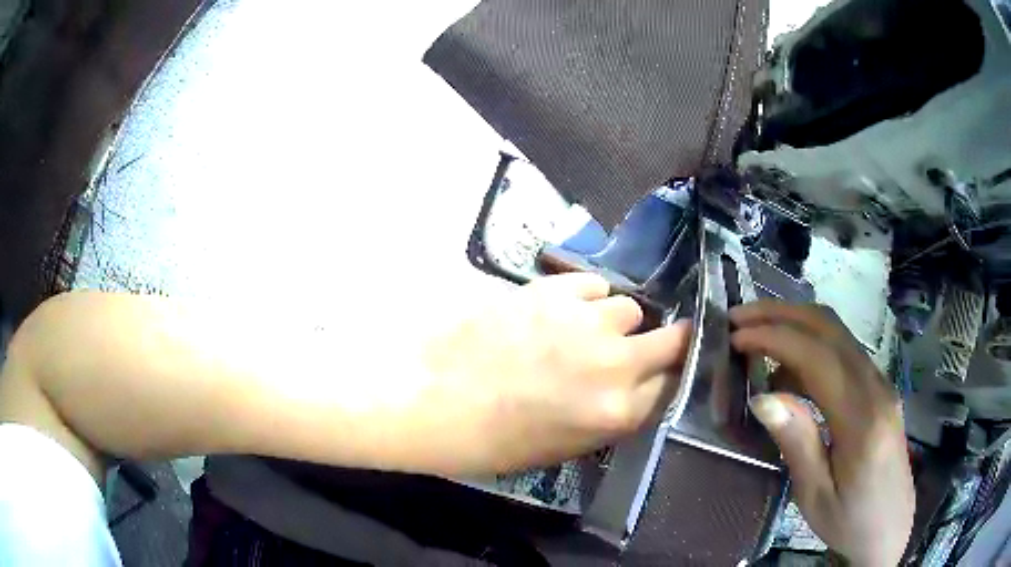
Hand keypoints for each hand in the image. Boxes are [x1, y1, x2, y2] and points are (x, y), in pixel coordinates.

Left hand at [421, 273, 689, 473]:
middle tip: (645, 346)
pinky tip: (563, 311)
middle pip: (673, 339)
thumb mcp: (563, 449)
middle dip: (668, 342)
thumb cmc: (490, 441)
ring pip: (629, 308)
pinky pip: (594, 285)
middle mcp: (615, 363)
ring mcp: (585, 321)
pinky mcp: (553, 290)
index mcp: (617, 413)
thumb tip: (633, 392)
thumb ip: (611, 418)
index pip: (673, 385)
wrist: (429, 399)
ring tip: (585, 332)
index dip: (667, 379)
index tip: (660, 374)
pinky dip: (586, 298)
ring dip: (616, 322)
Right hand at [731, 302, 914, 565]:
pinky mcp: (878, 388)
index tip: (736, 337)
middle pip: (830, 328)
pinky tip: (788, 372)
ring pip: (837, 334)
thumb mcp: (815, 495)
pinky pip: (842, 352)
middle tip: (740, 318)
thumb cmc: (849, 520)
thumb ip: (796, 443)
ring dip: (795, 325)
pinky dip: (810, 346)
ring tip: (756, 338)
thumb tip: (762, 398)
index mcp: (862, 418)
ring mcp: (880, 383)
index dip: (775, 338)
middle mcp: (876, 387)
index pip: (818, 356)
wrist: (890, 526)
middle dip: (782, 314)